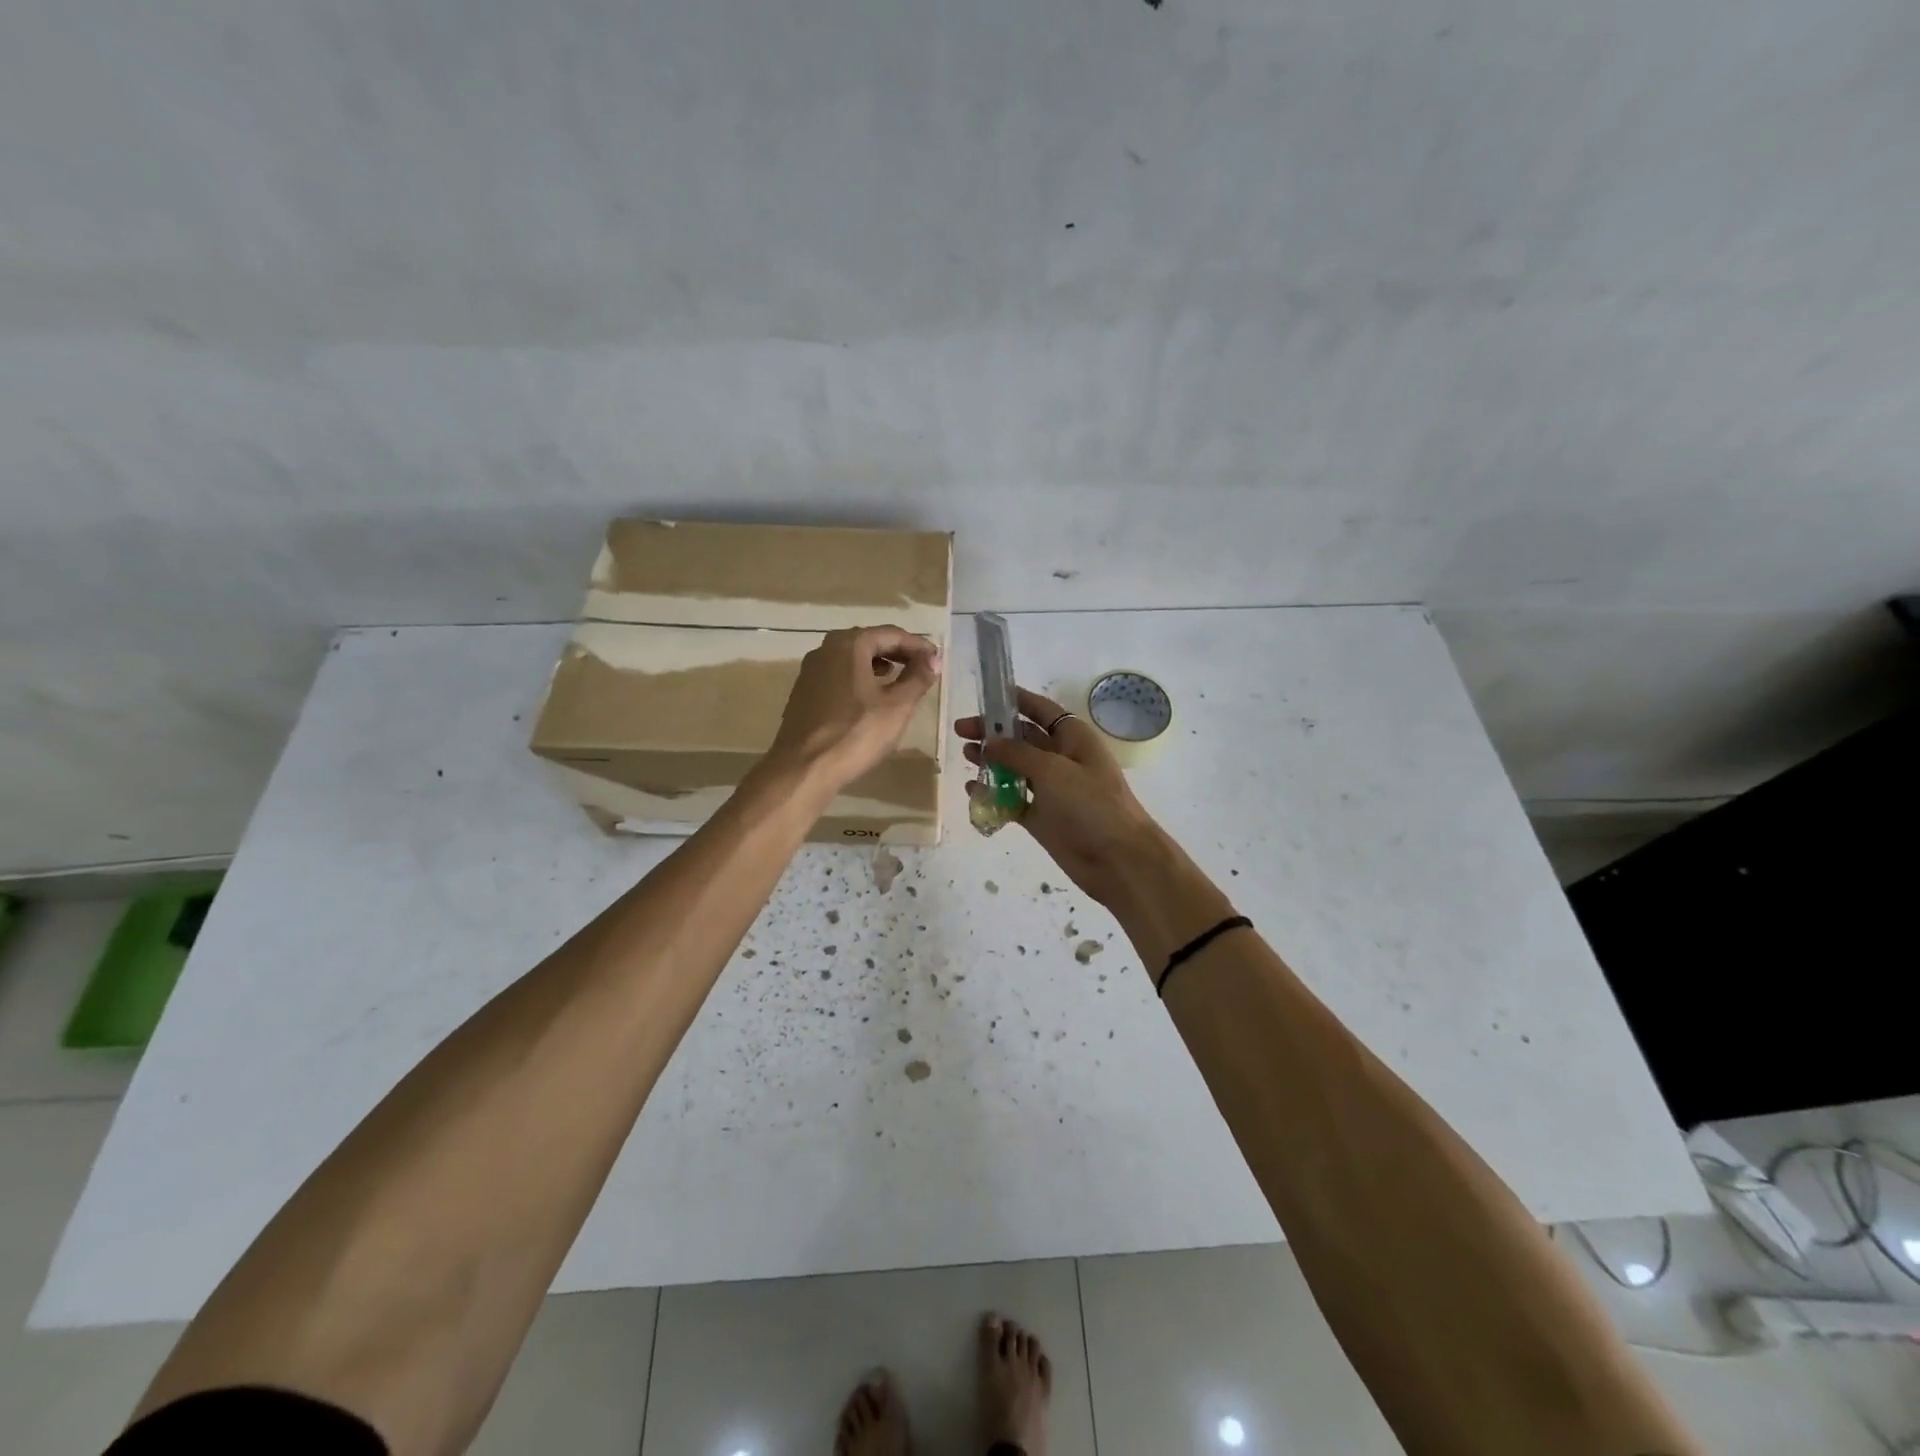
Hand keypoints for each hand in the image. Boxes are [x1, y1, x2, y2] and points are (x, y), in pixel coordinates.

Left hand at [767, 625, 941, 794]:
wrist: (804, 768)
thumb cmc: (856, 733)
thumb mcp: (897, 706)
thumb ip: (918, 678)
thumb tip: (933, 659)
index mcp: (849, 644)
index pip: (892, 634)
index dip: (918, 646)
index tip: (937, 660)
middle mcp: (826, 649)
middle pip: (870, 642)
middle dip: (899, 653)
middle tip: (923, 668)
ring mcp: (811, 671)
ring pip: (853, 659)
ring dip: (879, 665)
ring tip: (900, 681)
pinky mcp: (804, 693)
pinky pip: (839, 676)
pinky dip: (860, 679)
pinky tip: (871, 698)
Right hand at [955, 687, 1168, 908]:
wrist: (1118, 859)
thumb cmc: (1091, 804)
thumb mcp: (1053, 770)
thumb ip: (1017, 753)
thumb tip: (988, 742)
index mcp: (1073, 738)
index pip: (1041, 710)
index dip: (1015, 700)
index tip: (985, 695)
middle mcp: (1061, 759)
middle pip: (1022, 738)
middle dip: (993, 733)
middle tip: (961, 731)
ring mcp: (1051, 789)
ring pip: (1015, 768)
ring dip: (991, 761)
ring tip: (964, 756)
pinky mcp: (1042, 817)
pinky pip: (1012, 799)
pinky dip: (994, 793)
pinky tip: (972, 789)